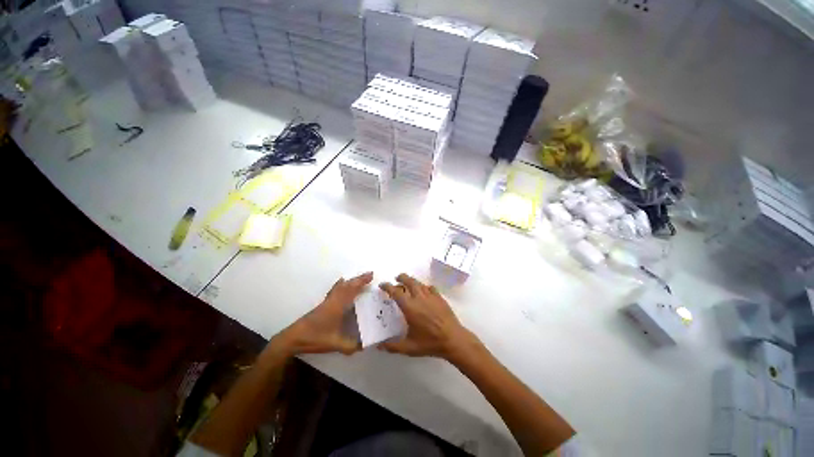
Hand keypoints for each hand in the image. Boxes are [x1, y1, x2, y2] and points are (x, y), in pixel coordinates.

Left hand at [273, 272, 372, 355]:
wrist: (293, 338)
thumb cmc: (315, 338)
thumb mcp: (335, 343)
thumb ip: (351, 346)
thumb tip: (366, 345)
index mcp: (338, 305)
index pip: (352, 289)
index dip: (362, 282)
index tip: (371, 275)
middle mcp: (333, 300)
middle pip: (347, 285)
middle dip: (359, 279)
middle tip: (369, 275)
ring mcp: (327, 302)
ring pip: (340, 287)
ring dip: (351, 281)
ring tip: (358, 279)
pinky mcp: (322, 305)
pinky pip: (335, 290)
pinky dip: (341, 285)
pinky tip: (341, 285)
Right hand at [379, 274, 476, 359]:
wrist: (453, 339)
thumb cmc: (430, 343)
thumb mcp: (409, 347)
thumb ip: (393, 346)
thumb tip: (379, 346)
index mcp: (410, 307)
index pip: (396, 292)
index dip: (387, 287)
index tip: (383, 285)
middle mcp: (419, 298)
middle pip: (409, 281)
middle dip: (401, 277)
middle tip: (397, 278)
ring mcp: (431, 296)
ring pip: (419, 283)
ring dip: (412, 281)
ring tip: (408, 283)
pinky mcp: (439, 297)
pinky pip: (430, 287)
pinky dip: (424, 286)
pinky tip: (424, 291)